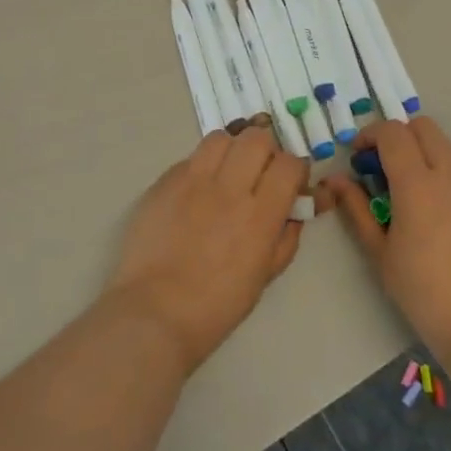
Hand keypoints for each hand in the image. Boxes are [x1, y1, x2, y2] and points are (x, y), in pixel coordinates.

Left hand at [105, 119, 317, 374]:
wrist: (155, 312)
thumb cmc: (217, 305)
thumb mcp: (265, 276)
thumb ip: (285, 237)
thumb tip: (294, 210)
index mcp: (260, 215)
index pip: (290, 164)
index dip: (295, 169)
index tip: (290, 182)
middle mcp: (229, 188)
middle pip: (257, 139)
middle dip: (266, 151)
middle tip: (259, 173)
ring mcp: (192, 181)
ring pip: (220, 138)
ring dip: (231, 150)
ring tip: (226, 173)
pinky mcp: (164, 182)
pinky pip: (189, 159)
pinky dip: (200, 167)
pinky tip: (196, 192)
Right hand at [317, 116, 450, 364]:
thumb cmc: (423, 292)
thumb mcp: (380, 252)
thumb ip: (356, 209)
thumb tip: (336, 180)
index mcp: (418, 183)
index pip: (392, 132)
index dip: (370, 135)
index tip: (360, 157)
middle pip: (424, 127)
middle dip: (400, 137)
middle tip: (386, 167)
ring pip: (450, 148)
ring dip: (426, 154)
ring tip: (416, 192)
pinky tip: (446, 217)